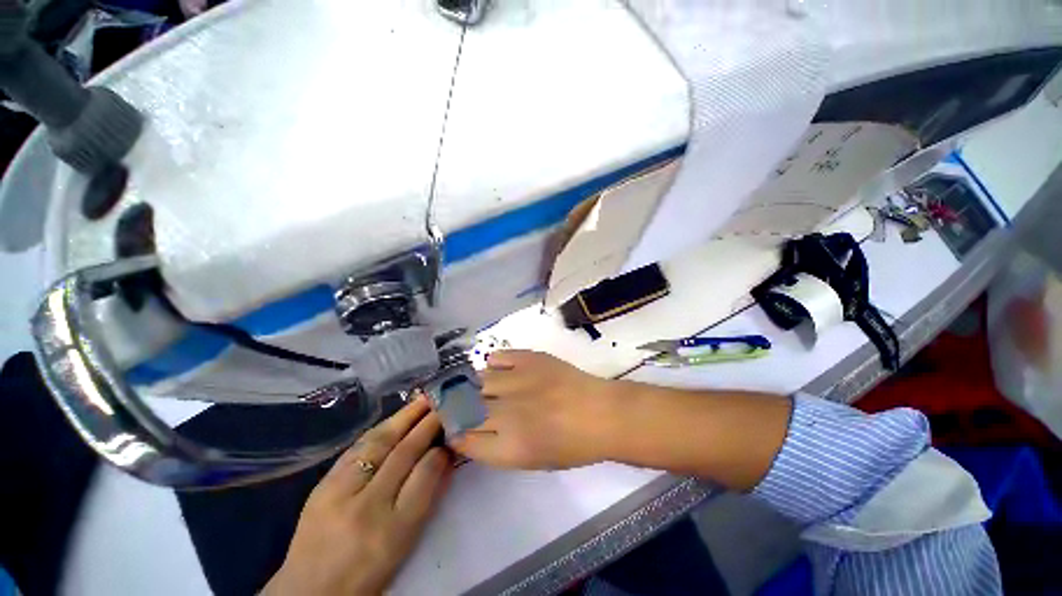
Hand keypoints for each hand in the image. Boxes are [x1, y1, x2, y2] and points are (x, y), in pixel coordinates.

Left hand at [262, 399, 452, 595]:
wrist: (311, 591)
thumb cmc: (369, 570)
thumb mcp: (406, 541)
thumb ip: (428, 496)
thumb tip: (445, 455)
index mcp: (393, 530)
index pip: (425, 475)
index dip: (441, 449)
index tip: (452, 430)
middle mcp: (366, 508)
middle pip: (403, 453)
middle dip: (427, 424)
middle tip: (442, 403)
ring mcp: (339, 493)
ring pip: (378, 443)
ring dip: (403, 418)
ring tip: (422, 401)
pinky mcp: (321, 485)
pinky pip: (356, 449)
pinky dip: (379, 430)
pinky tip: (392, 419)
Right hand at [451, 350, 620, 469]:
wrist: (601, 413)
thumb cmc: (572, 446)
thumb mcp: (531, 460)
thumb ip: (496, 448)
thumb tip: (470, 433)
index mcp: (509, 446)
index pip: (462, 437)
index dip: (454, 433)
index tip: (455, 429)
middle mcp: (507, 412)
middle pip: (463, 407)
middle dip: (454, 408)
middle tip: (459, 406)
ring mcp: (517, 380)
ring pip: (476, 380)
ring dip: (471, 386)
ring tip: (477, 388)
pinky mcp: (528, 358)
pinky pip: (497, 357)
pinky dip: (492, 364)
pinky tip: (497, 371)